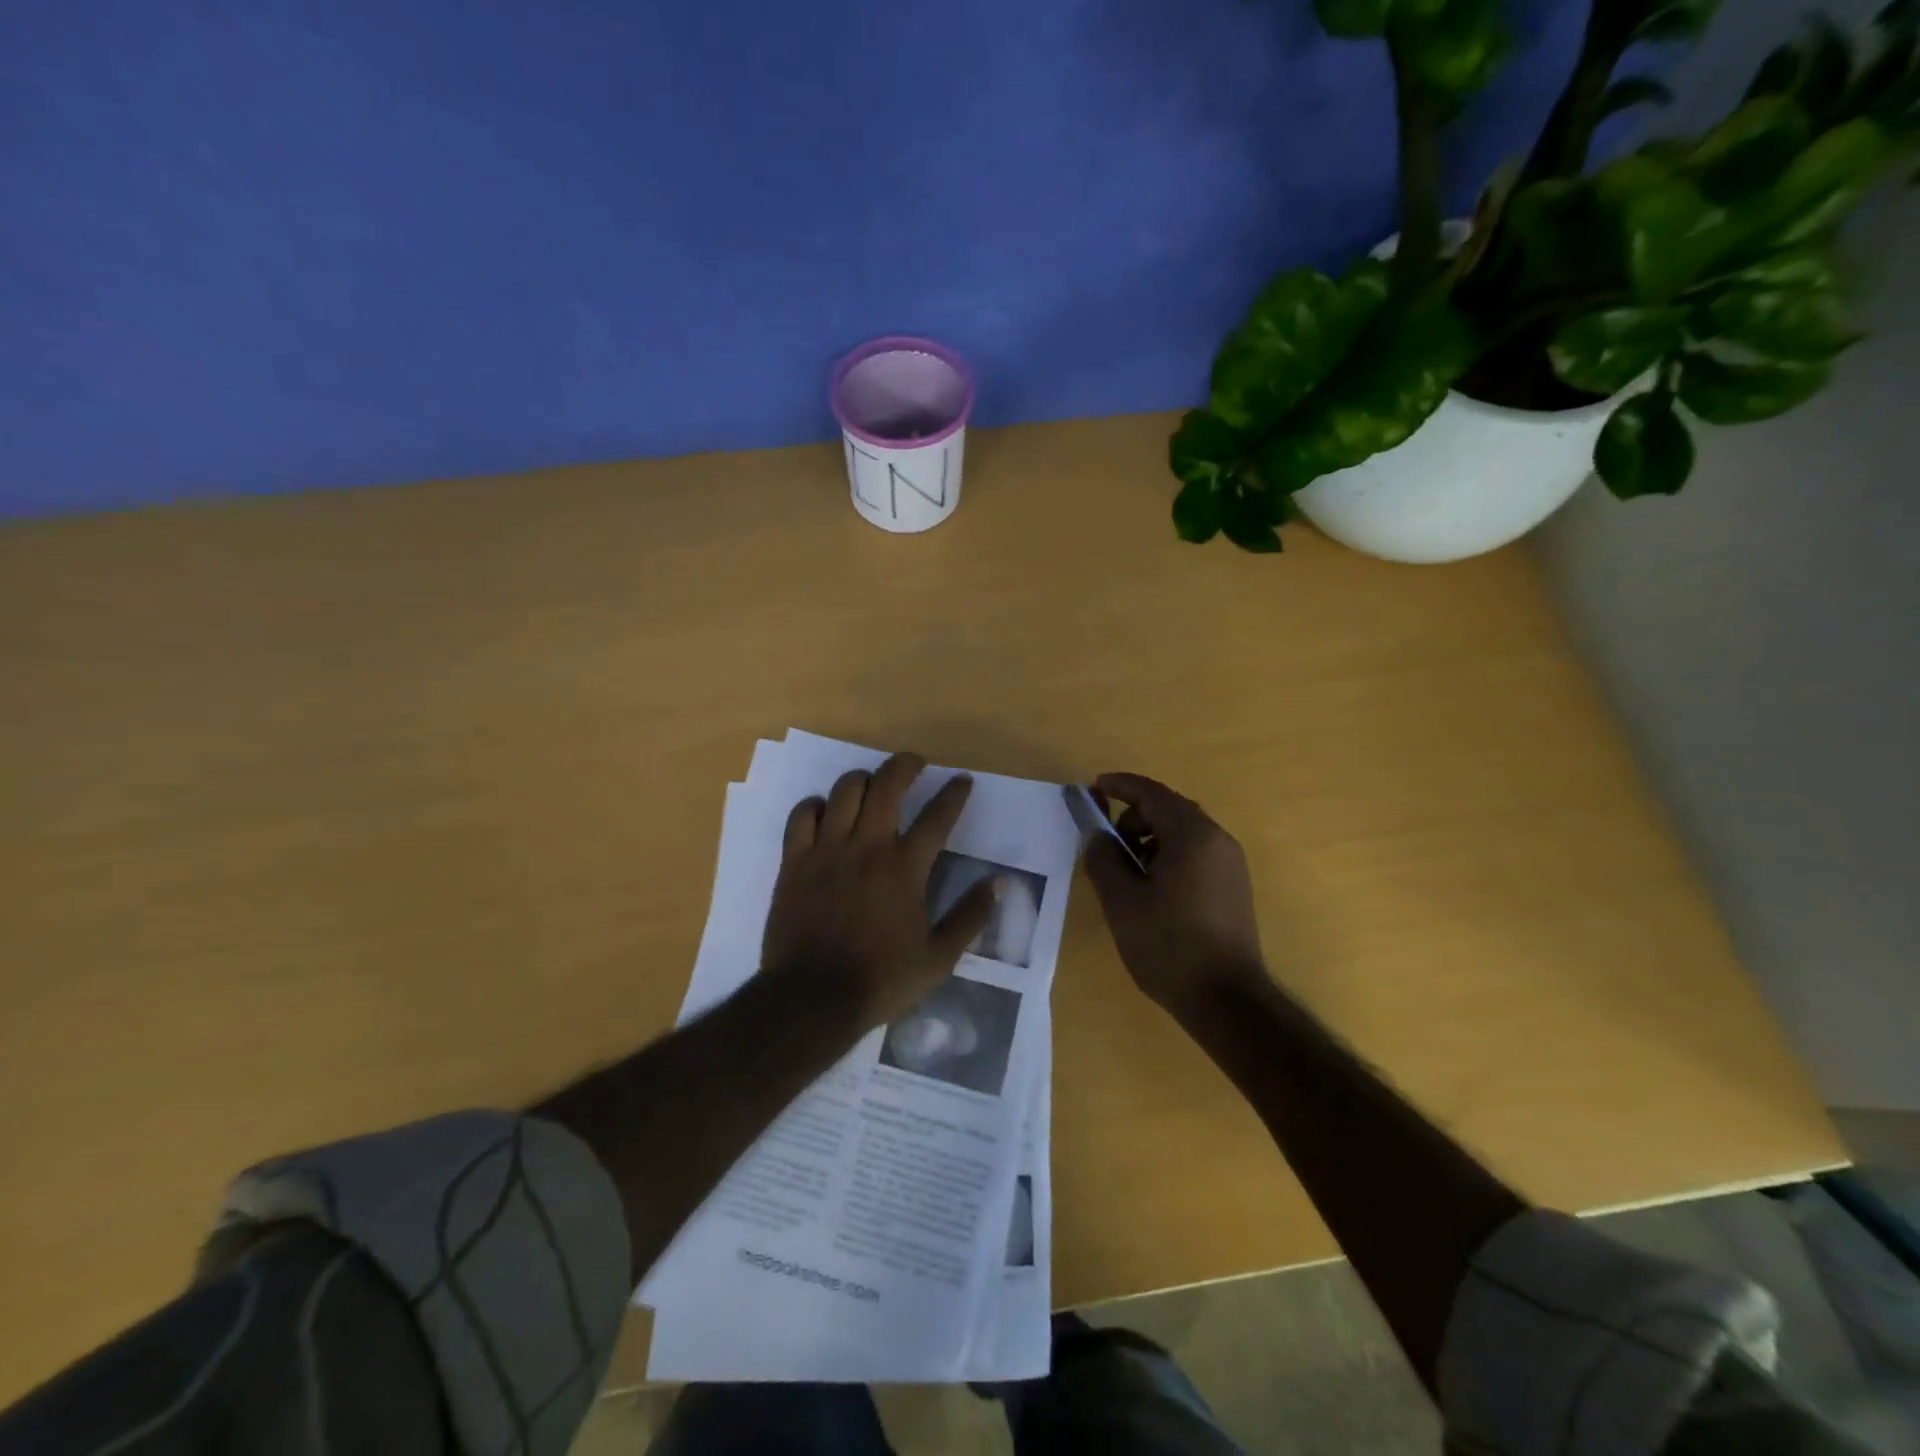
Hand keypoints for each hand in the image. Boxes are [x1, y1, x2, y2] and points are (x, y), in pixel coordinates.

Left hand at [762, 753, 997, 1028]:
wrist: (813, 1000)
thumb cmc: (881, 980)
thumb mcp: (939, 957)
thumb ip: (970, 916)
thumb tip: (999, 882)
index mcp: (905, 868)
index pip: (938, 816)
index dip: (955, 793)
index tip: (962, 780)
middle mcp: (868, 847)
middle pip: (888, 785)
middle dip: (906, 765)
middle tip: (915, 765)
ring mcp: (827, 850)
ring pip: (845, 790)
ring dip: (863, 780)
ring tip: (872, 786)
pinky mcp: (794, 862)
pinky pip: (802, 815)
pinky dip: (816, 805)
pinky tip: (825, 812)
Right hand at [1082, 772, 1268, 1016]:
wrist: (1227, 1000)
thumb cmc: (1169, 945)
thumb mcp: (1122, 901)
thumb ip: (1103, 858)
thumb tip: (1098, 836)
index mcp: (1192, 834)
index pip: (1152, 793)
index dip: (1120, 786)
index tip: (1093, 788)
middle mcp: (1218, 840)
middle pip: (1170, 809)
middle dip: (1134, 817)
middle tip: (1108, 844)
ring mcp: (1231, 864)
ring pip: (1183, 833)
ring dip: (1150, 839)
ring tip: (1127, 873)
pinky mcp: (1234, 887)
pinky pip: (1196, 854)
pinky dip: (1169, 856)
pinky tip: (1152, 889)